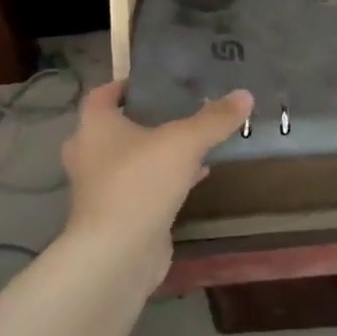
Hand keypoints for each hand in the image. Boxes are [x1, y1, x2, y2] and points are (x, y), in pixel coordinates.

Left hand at [59, 81, 253, 263]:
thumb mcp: (185, 142)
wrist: (118, 253)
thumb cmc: (141, 182)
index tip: (155, 81)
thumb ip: (214, 118)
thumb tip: (245, 94)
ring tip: (193, 140)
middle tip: (177, 110)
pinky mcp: (117, 216)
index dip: (125, 85)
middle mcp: (90, 154)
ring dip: (157, 152)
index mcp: (95, 127)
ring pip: (131, 160)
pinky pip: (142, 187)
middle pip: (116, 128)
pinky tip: (198, 175)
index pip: (102, 94)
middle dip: (144, 119)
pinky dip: (165, 179)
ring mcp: (101, 188)